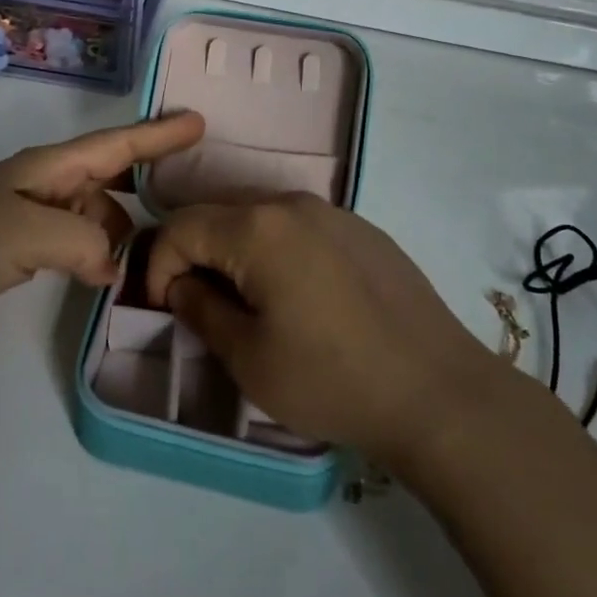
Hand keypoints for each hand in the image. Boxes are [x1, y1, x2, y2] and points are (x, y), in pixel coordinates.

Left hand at [0, 112, 204, 353]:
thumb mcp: (28, 233)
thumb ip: (84, 240)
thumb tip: (113, 262)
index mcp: (48, 167)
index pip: (115, 145)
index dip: (158, 135)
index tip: (198, 122)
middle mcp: (44, 183)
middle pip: (108, 173)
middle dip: (146, 176)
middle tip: (189, 191)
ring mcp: (30, 215)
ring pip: (93, 212)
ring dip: (120, 228)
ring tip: (150, 255)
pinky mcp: (19, 247)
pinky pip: (75, 241)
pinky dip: (96, 252)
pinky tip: (108, 273)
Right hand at [145, 194, 501, 466]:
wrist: (439, 392)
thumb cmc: (332, 379)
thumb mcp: (248, 357)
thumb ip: (200, 309)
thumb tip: (181, 285)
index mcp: (256, 227)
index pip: (179, 227)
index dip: (157, 267)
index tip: (164, 311)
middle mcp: (291, 203)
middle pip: (218, 215)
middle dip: (195, 256)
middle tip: (198, 306)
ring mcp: (333, 212)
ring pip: (259, 219)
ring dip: (235, 253)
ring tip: (246, 303)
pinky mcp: (363, 230)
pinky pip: (299, 228)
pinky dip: (277, 252)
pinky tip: (299, 298)